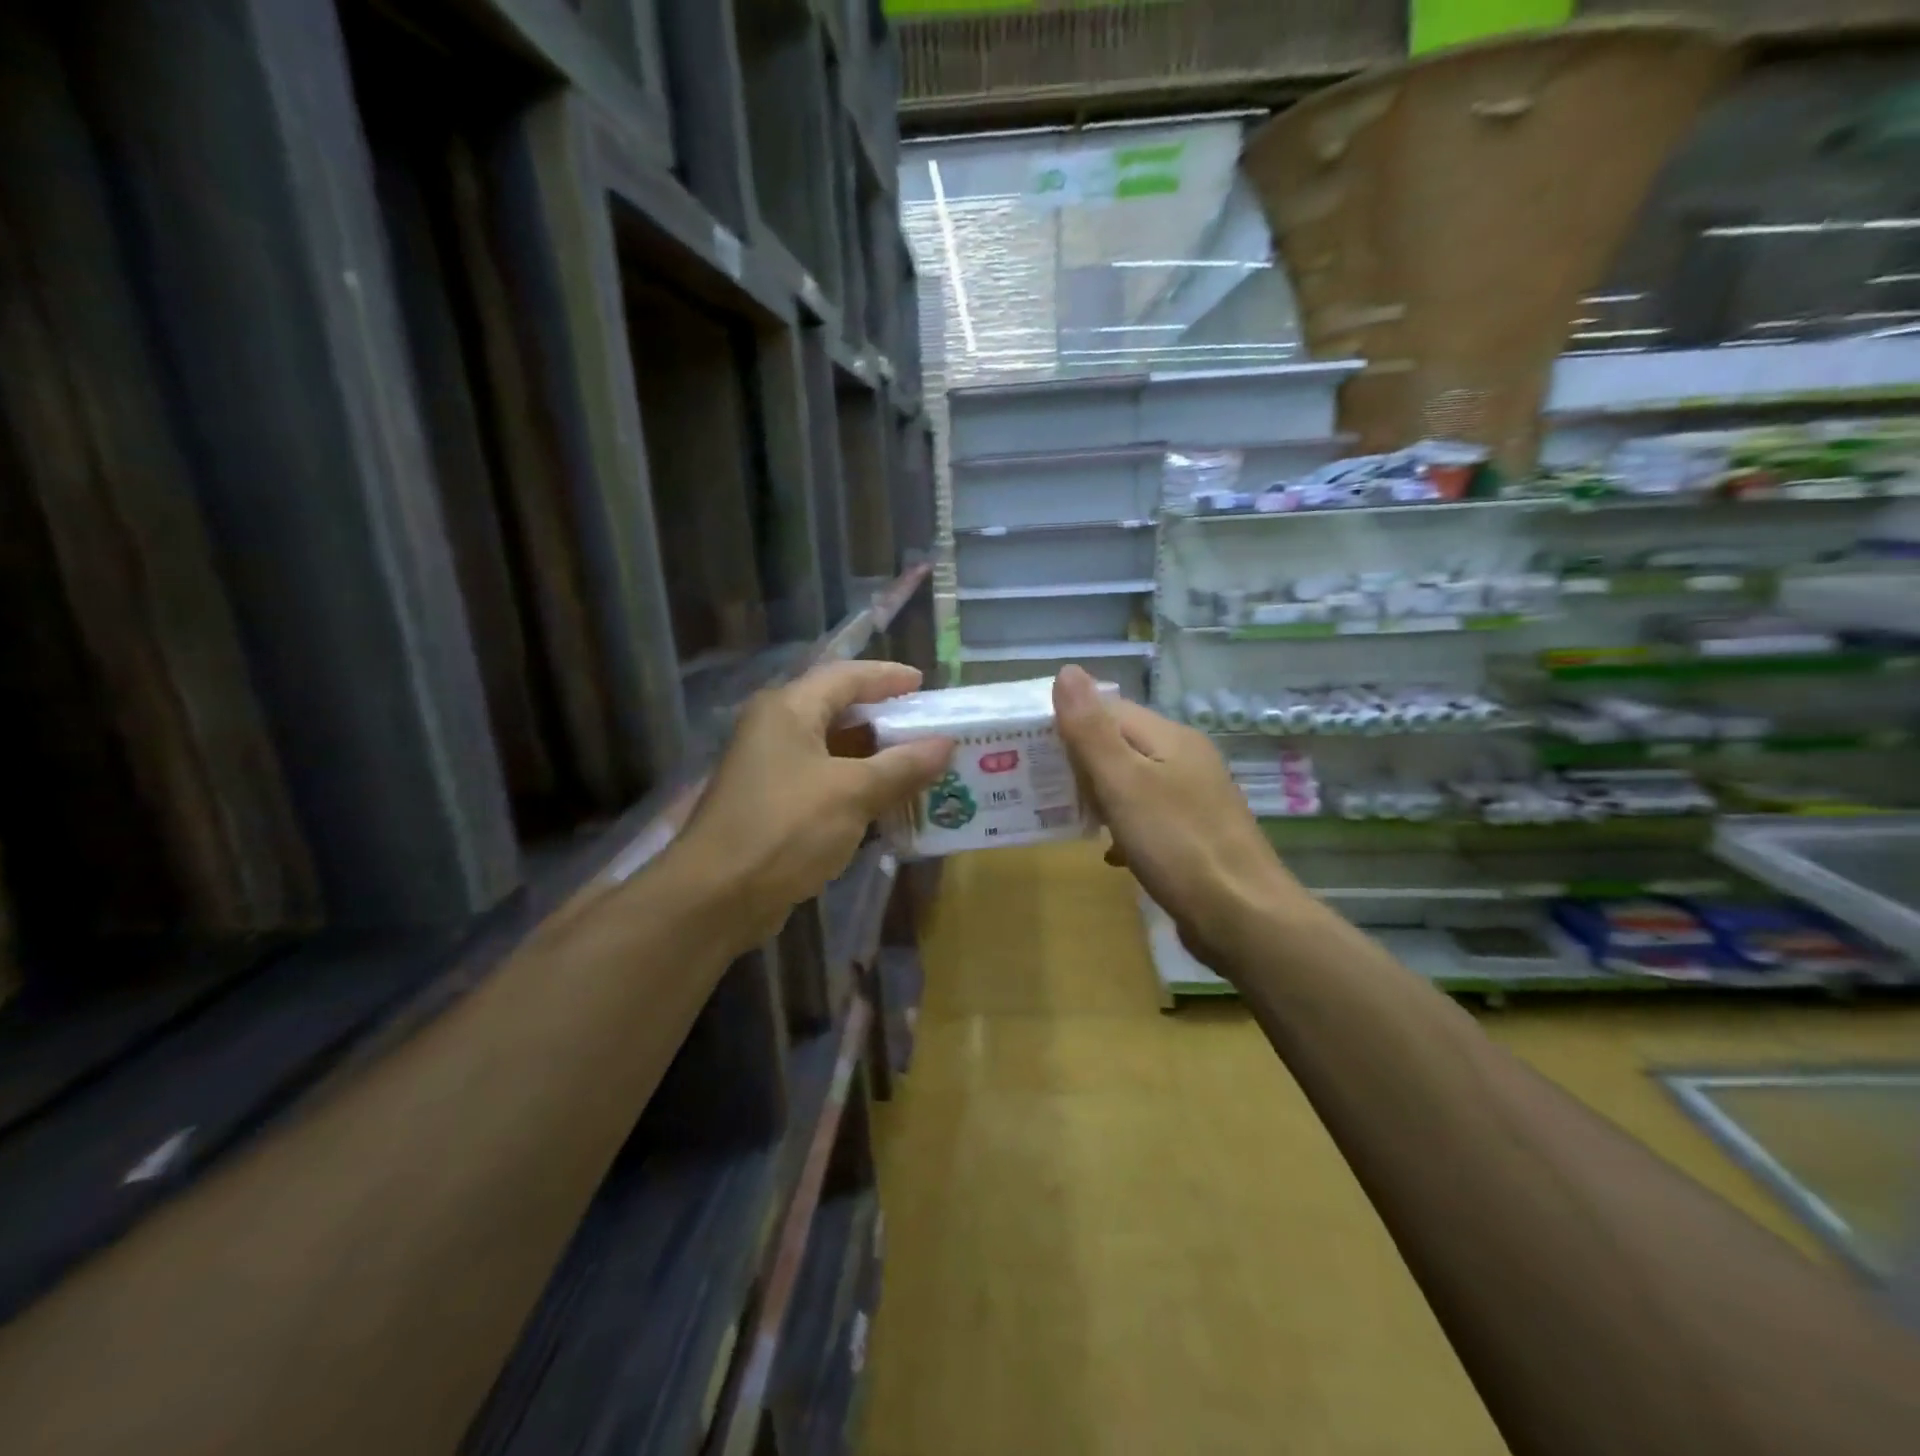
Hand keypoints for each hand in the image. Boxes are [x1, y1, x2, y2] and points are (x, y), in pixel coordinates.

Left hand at [668, 660, 951, 955]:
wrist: (717, 896)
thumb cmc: (785, 828)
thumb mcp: (853, 793)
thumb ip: (901, 766)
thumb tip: (945, 744)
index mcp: (788, 710)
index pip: (845, 677)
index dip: (887, 677)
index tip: (924, 685)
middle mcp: (774, 729)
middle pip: (837, 711)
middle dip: (885, 719)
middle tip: (928, 727)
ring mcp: (770, 769)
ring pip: (832, 750)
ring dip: (874, 757)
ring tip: (919, 764)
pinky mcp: (771, 805)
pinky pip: (823, 782)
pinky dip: (856, 786)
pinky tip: (887, 802)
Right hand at [1053, 665, 1308, 970]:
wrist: (1242, 918)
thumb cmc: (1176, 844)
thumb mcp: (1123, 782)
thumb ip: (1091, 730)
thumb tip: (1067, 670)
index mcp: (1170, 737)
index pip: (1110, 710)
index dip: (1070, 723)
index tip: (1033, 750)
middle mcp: (1186, 759)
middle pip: (1122, 745)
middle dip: (1082, 763)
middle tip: (1044, 787)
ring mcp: (1195, 798)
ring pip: (1134, 783)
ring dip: (1100, 796)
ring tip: (1069, 817)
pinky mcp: (1196, 835)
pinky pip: (1149, 818)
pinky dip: (1124, 828)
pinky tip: (1110, 853)